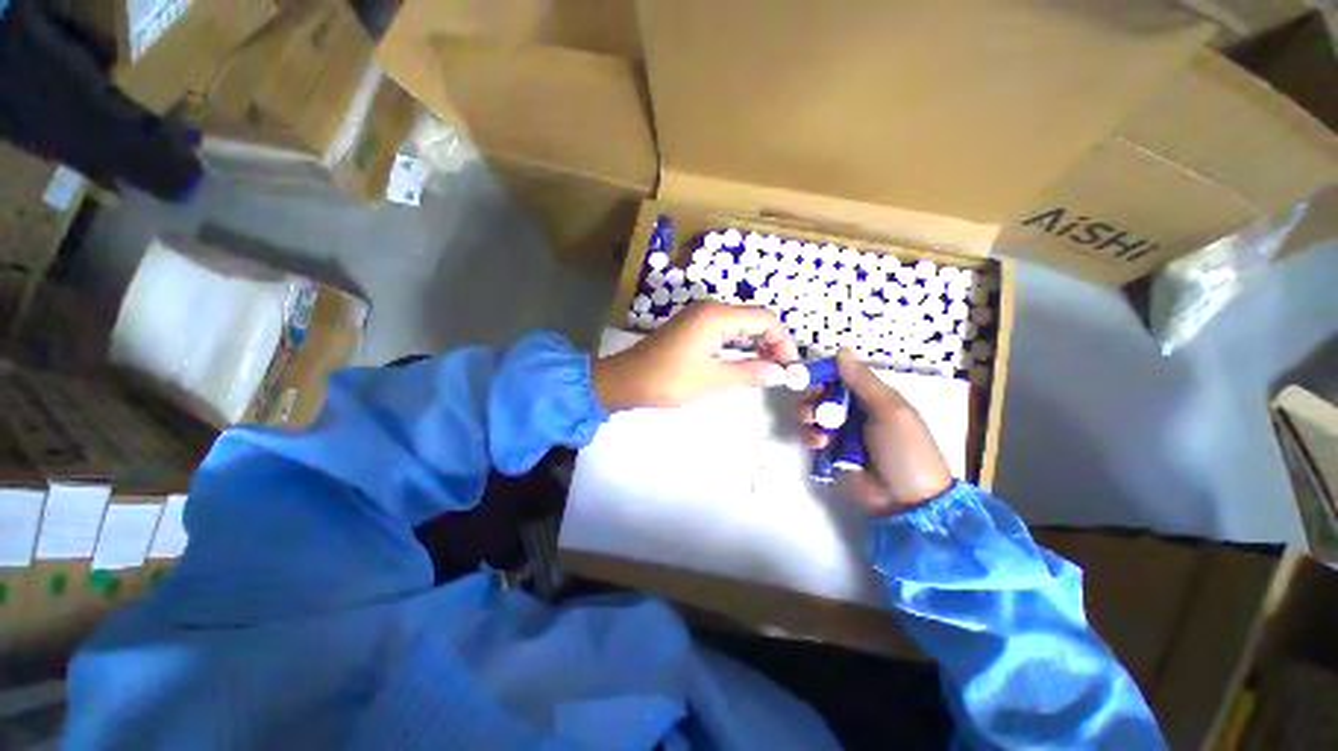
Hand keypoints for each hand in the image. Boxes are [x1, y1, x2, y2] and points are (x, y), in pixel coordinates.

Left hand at [593, 302, 799, 409]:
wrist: (626, 379)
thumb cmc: (669, 379)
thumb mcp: (713, 379)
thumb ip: (749, 373)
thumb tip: (778, 373)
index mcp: (717, 316)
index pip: (765, 319)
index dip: (783, 340)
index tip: (789, 366)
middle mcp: (710, 308)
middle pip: (754, 318)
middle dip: (772, 342)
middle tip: (779, 370)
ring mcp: (699, 316)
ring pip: (740, 324)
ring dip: (756, 343)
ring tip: (765, 369)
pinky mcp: (691, 326)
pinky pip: (724, 330)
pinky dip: (739, 344)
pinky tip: (743, 361)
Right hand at [800, 351, 953, 515]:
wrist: (907, 501)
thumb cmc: (905, 450)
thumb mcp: (890, 410)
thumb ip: (863, 381)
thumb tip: (841, 350)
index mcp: (872, 397)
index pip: (841, 376)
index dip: (822, 374)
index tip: (805, 376)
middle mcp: (854, 411)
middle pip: (821, 395)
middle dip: (811, 400)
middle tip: (811, 412)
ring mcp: (841, 433)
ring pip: (812, 415)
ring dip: (809, 420)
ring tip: (819, 434)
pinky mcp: (830, 453)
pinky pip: (811, 436)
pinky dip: (810, 438)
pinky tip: (820, 447)